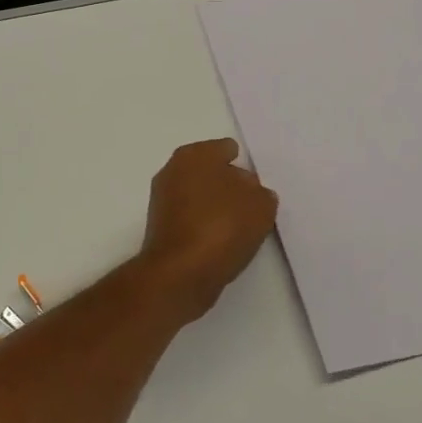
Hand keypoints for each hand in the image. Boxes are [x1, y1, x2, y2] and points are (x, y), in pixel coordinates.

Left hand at [132, 140, 278, 322]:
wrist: (180, 273)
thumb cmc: (222, 227)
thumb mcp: (260, 205)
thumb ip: (260, 193)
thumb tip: (249, 194)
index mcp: (195, 154)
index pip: (227, 149)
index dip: (244, 166)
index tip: (257, 187)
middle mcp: (174, 169)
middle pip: (212, 171)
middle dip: (230, 185)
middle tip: (252, 206)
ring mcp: (163, 199)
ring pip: (201, 196)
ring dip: (217, 207)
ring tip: (241, 228)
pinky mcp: (161, 227)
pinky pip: (192, 218)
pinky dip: (205, 226)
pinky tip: (222, 242)